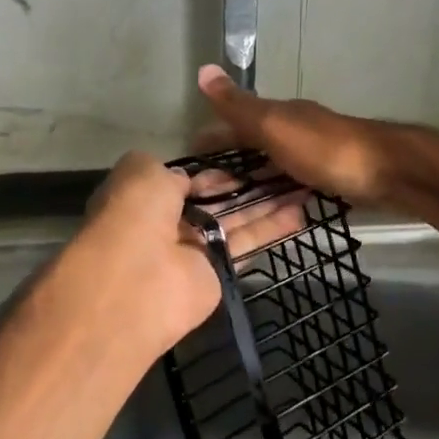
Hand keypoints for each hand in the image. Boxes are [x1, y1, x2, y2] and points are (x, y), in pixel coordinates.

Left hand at [57, 150, 305, 356]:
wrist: (136, 281)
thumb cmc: (134, 214)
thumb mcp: (142, 171)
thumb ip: (172, 171)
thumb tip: (191, 179)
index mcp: (146, 197)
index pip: (187, 181)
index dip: (215, 170)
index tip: (247, 157)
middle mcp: (171, 223)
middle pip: (217, 199)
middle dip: (248, 184)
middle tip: (286, 166)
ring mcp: (196, 249)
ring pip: (237, 219)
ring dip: (268, 202)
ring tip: (304, 184)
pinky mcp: (220, 273)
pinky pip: (248, 244)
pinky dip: (273, 228)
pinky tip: (301, 212)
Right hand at [195, 64, 436, 208]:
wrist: (390, 171)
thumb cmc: (326, 149)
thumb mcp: (275, 126)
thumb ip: (239, 106)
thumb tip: (204, 68)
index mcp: (280, 114)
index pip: (235, 122)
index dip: (212, 138)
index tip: (189, 161)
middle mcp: (296, 128)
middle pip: (255, 144)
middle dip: (230, 163)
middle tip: (207, 192)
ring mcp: (316, 153)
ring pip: (275, 165)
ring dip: (254, 179)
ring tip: (233, 206)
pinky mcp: (334, 176)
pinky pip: (295, 182)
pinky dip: (279, 191)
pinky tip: (275, 207)